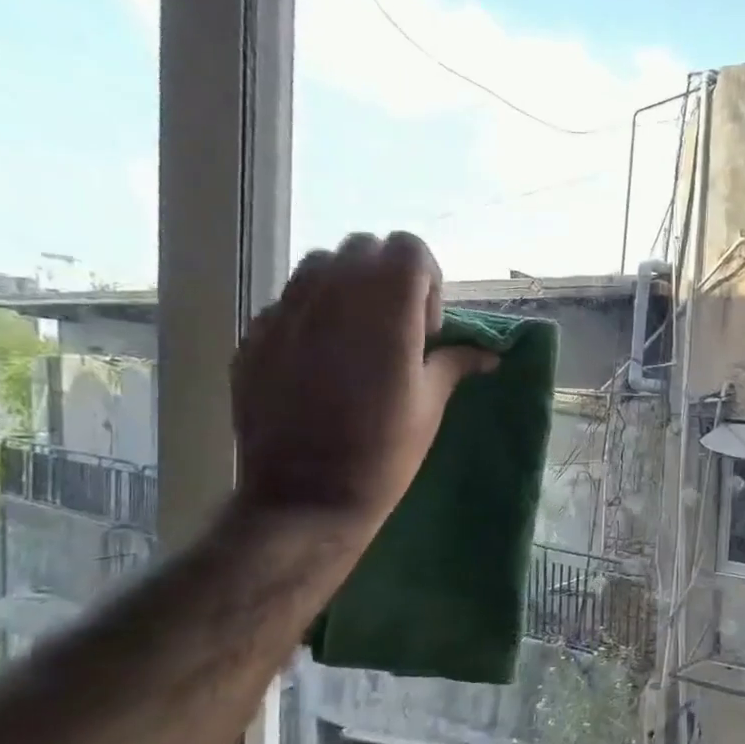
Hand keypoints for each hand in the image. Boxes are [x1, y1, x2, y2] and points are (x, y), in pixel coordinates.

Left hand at [231, 232, 495, 533]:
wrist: (305, 496)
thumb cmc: (384, 452)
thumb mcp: (431, 407)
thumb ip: (455, 364)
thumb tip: (489, 353)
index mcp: (385, 309)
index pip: (408, 247)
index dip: (427, 280)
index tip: (428, 328)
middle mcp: (332, 295)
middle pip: (364, 247)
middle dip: (388, 277)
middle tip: (397, 330)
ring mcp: (285, 311)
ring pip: (320, 266)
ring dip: (347, 288)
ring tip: (357, 339)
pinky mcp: (255, 334)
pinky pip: (288, 302)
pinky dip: (311, 315)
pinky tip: (318, 364)